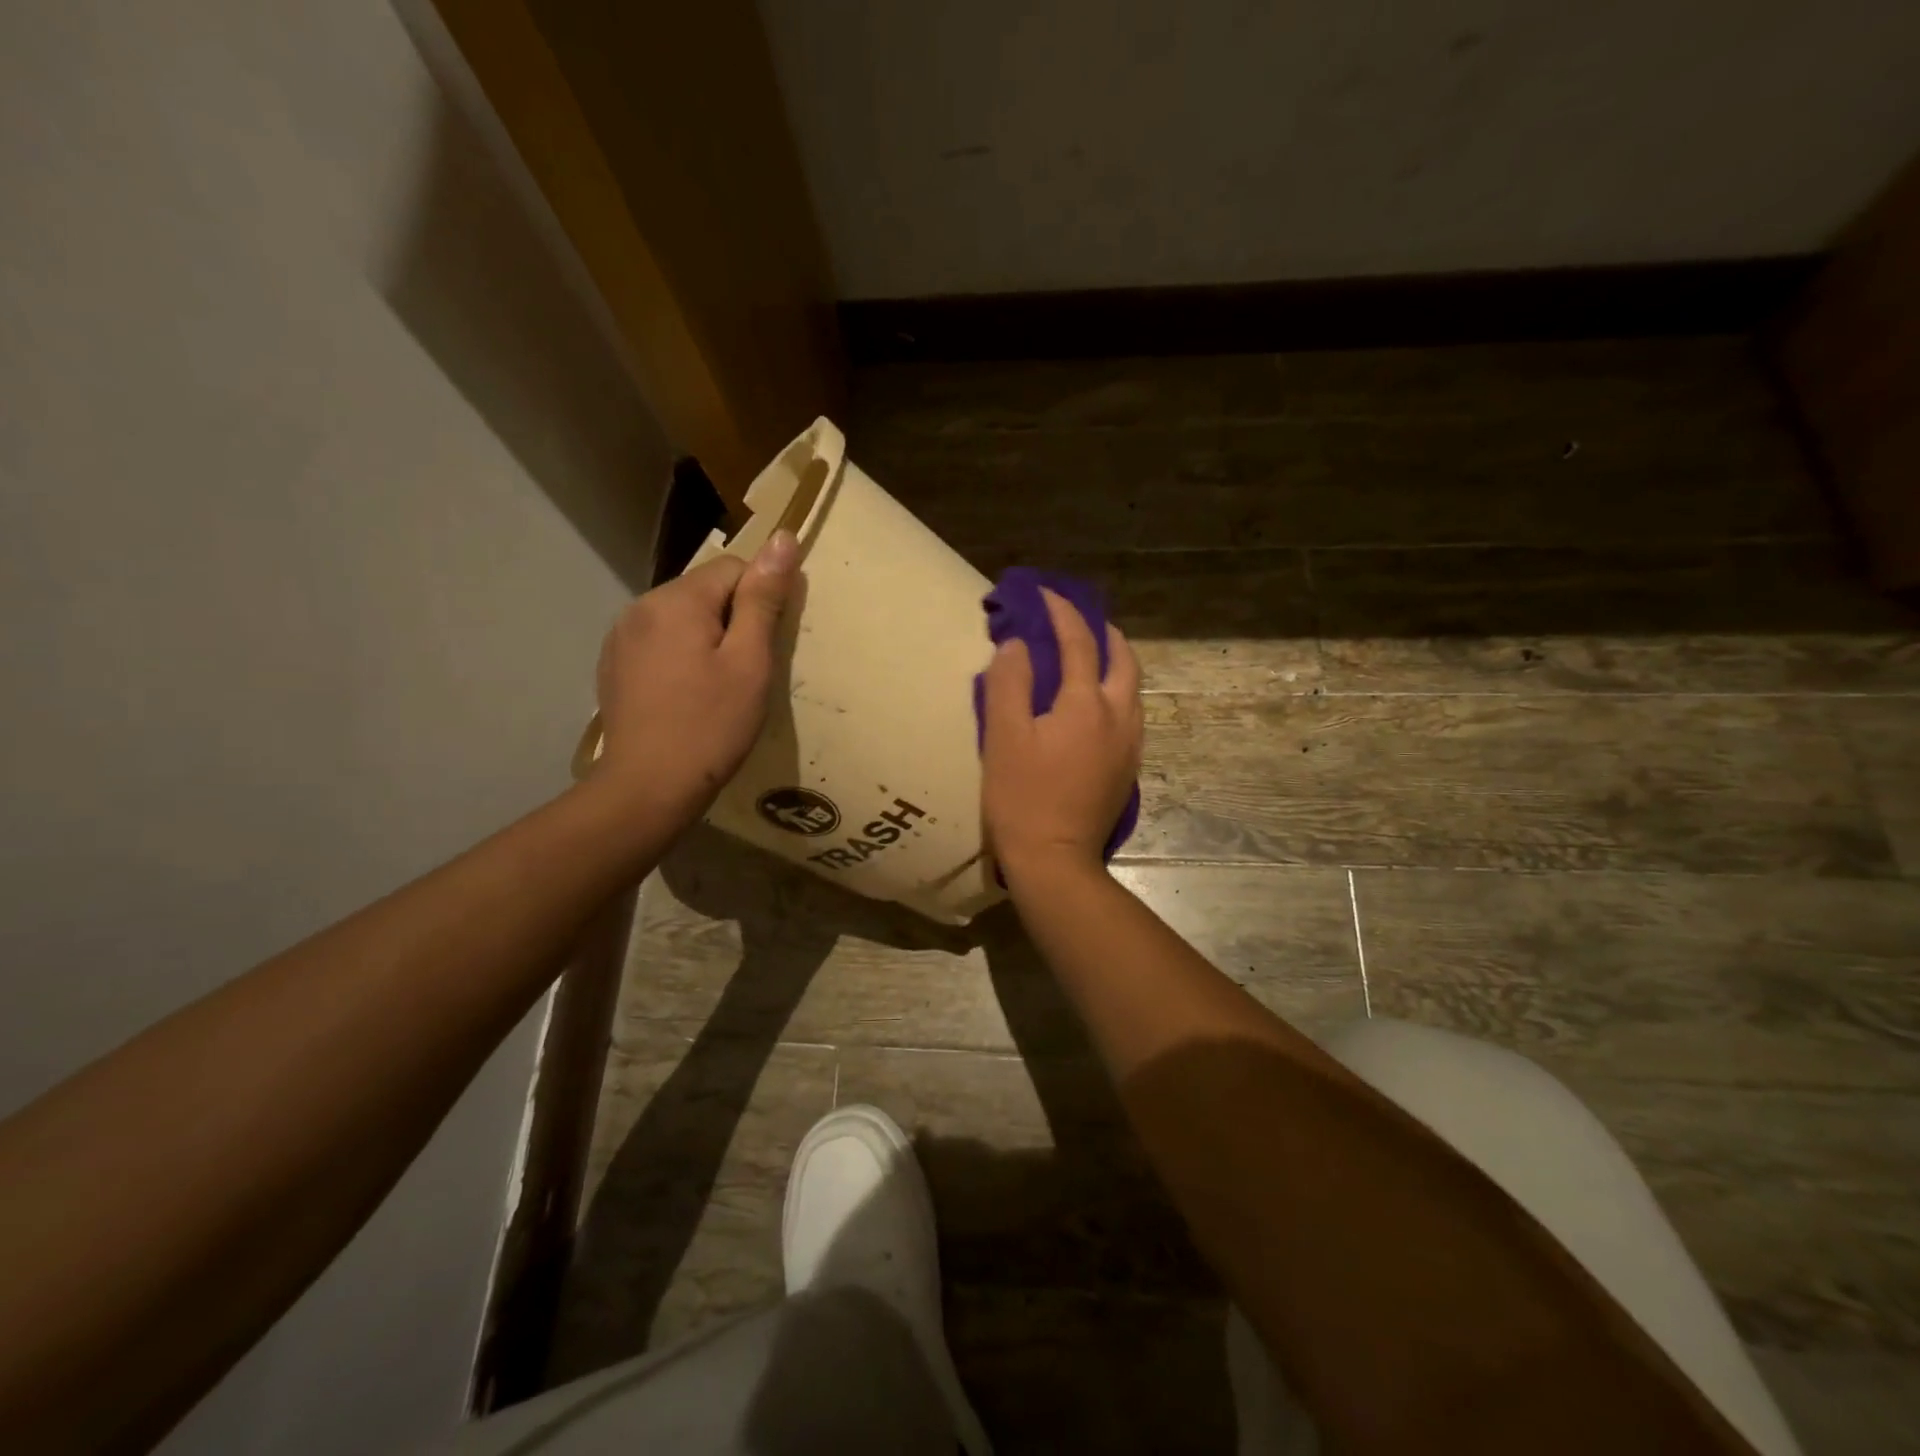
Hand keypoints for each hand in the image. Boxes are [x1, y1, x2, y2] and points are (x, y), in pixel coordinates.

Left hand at [594, 530, 799, 823]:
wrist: (648, 787)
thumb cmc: (711, 725)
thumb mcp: (750, 662)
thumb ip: (763, 598)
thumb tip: (782, 539)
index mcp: (676, 599)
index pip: (733, 568)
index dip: (759, 602)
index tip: (764, 647)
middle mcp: (641, 606)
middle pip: (704, 591)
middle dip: (731, 620)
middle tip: (744, 673)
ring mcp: (621, 637)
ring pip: (681, 617)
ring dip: (705, 639)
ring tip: (715, 688)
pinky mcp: (613, 665)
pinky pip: (658, 642)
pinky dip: (679, 657)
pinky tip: (685, 696)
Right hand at [981, 589, 1142, 883]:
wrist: (1056, 861)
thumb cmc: (1022, 798)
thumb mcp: (1004, 737)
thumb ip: (1010, 683)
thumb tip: (1017, 645)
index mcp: (1087, 704)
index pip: (1079, 641)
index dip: (1061, 612)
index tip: (1044, 593)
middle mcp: (1119, 717)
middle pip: (1123, 659)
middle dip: (1103, 632)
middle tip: (1077, 621)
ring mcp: (1129, 745)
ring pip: (1132, 687)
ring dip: (1114, 661)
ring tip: (1089, 655)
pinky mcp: (1128, 768)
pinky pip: (1129, 712)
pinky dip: (1115, 690)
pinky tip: (1094, 703)